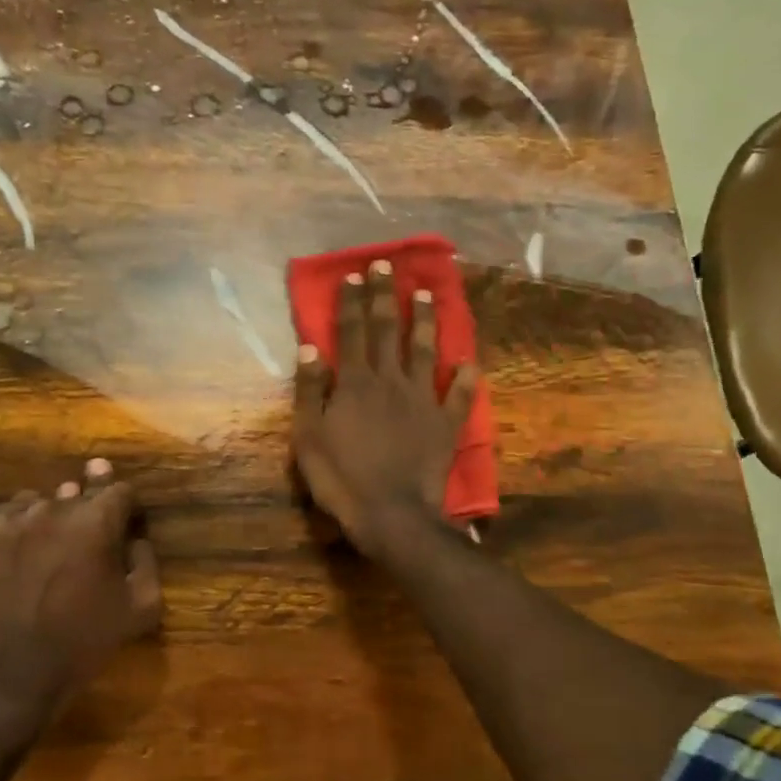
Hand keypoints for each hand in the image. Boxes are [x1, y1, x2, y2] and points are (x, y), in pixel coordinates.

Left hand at [0, 459, 162, 740]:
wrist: (10, 674)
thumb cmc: (84, 642)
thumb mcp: (141, 608)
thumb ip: (146, 562)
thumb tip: (135, 538)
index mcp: (96, 520)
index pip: (118, 490)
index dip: (125, 504)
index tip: (124, 519)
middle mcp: (53, 508)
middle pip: (77, 493)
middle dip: (87, 511)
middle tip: (86, 539)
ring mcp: (9, 521)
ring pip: (38, 503)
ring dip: (50, 519)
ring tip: (49, 551)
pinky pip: (4, 520)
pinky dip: (16, 532)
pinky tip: (19, 561)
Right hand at [292, 260, 479, 559]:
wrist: (391, 514)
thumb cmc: (342, 478)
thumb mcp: (309, 436)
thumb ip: (311, 390)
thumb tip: (311, 347)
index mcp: (356, 383)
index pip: (352, 331)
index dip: (353, 302)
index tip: (355, 275)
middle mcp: (392, 381)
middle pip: (388, 331)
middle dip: (386, 296)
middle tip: (388, 265)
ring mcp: (423, 401)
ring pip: (426, 351)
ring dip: (425, 321)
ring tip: (426, 294)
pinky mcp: (445, 424)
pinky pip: (459, 396)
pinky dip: (466, 379)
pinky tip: (471, 363)